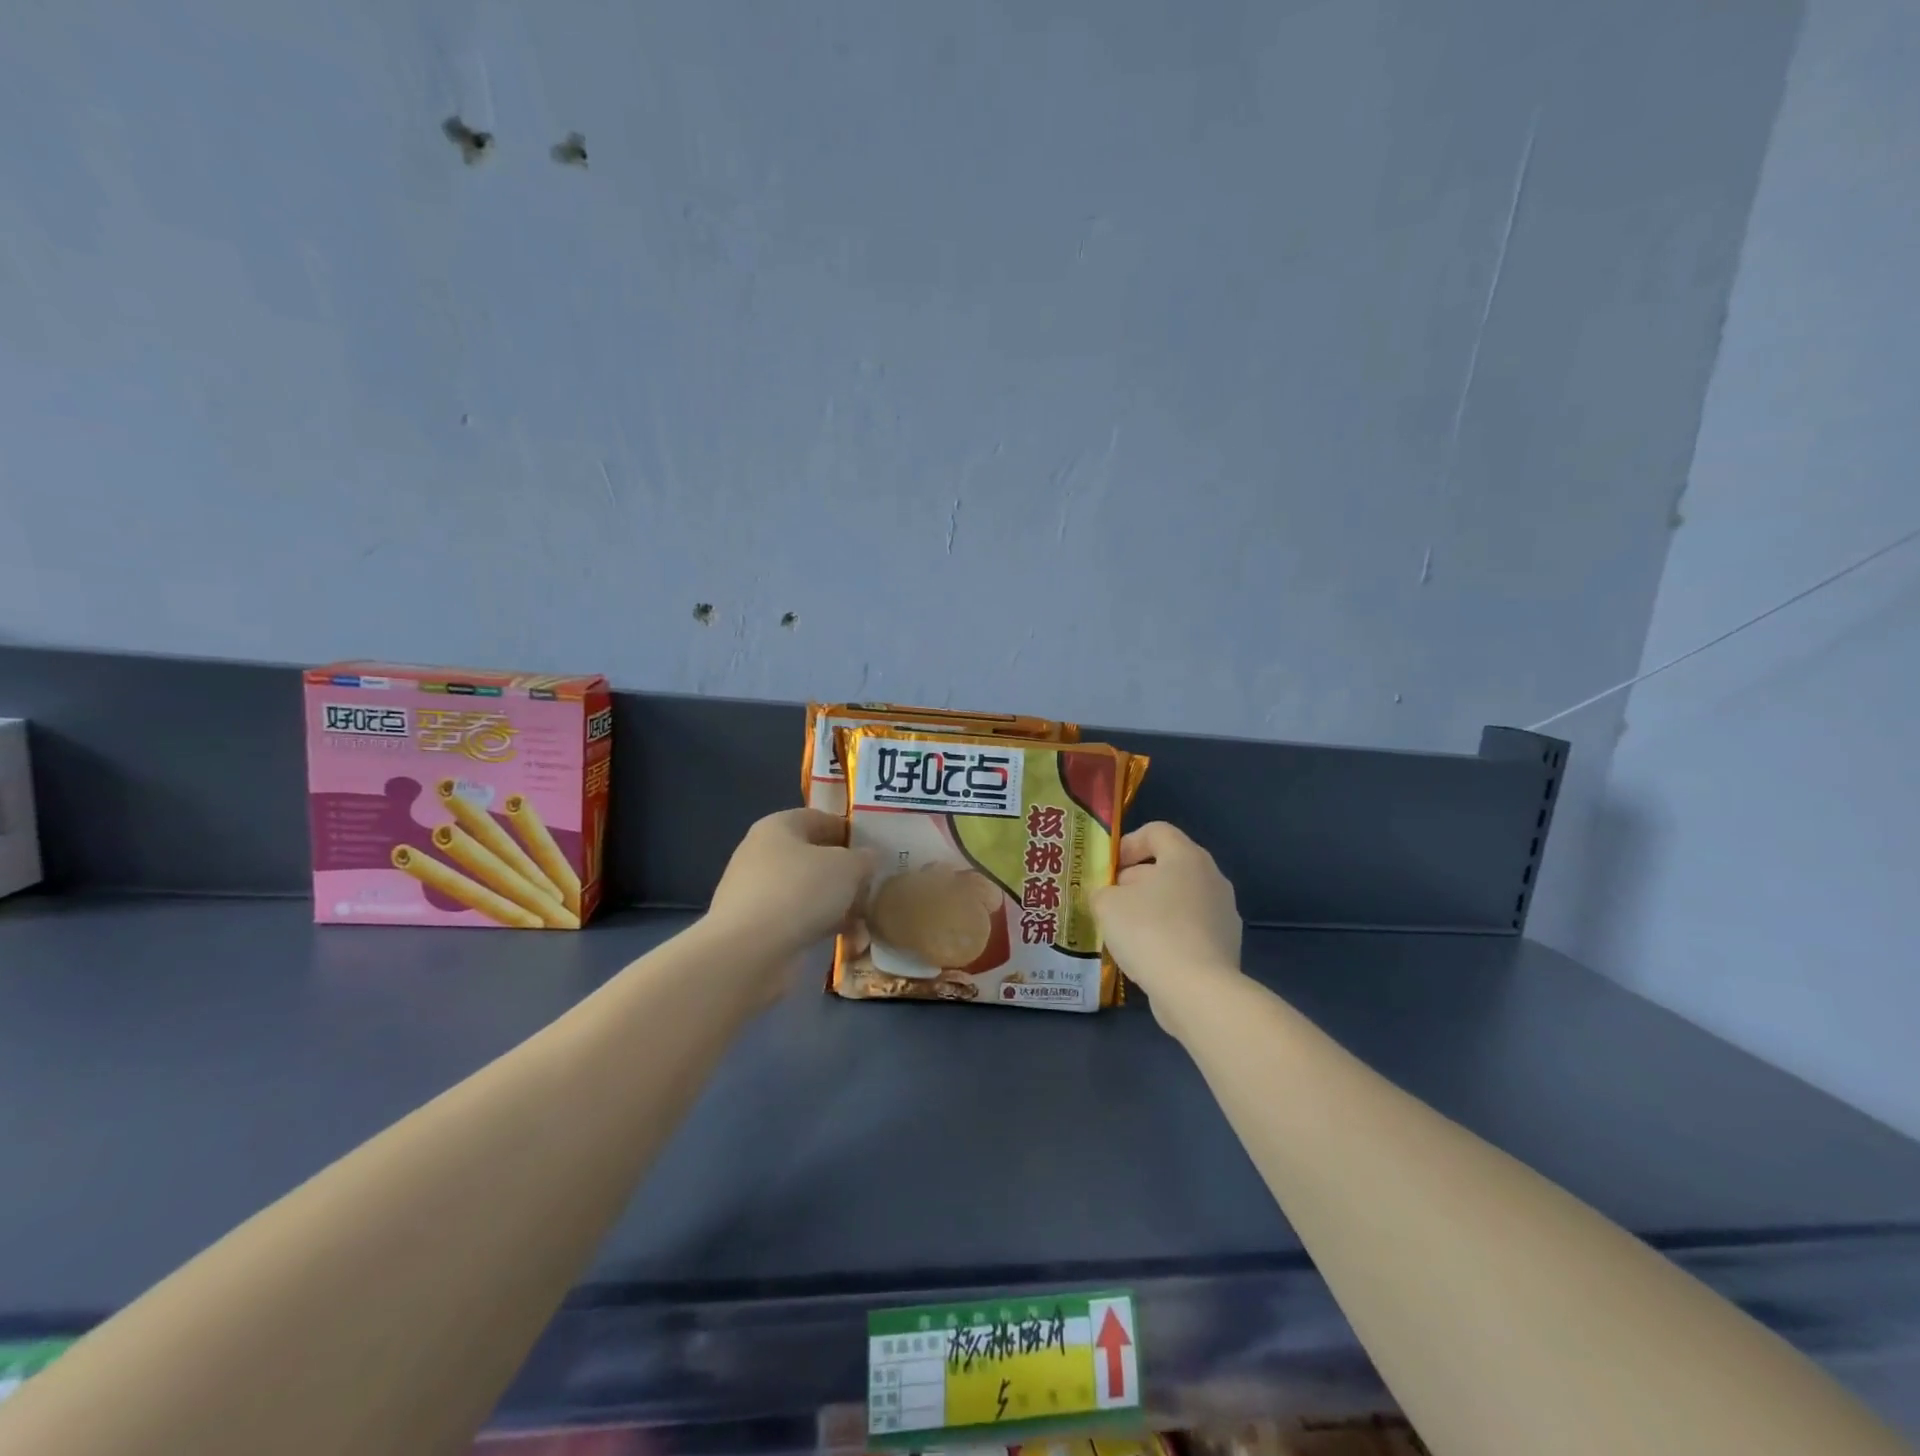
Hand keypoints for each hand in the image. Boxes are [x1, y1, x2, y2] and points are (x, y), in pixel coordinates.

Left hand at [706, 809, 876, 961]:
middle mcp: (761, 854)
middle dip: (845, 873)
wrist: (748, 952)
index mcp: (778, 827)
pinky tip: (847, 941)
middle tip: (873, 886)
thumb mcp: (847, 867)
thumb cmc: (800, 891)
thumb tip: (869, 858)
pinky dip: (820, 926)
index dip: (849, 831)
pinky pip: (797, 920)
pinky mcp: (755, 927)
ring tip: (865, 920)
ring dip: (836, 904)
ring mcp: (755, 892)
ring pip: (807, 891)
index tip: (875, 850)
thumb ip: (864, 858)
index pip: (819, 818)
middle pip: (813, 857)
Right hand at [1090, 822, 1242, 1028]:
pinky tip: (1149, 956)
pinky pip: (1191, 928)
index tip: (1109, 868)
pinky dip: (1169, 934)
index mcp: (1186, 856)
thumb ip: (1103, 892)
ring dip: (1152, 908)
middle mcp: (1212, 877)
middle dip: (1136, 880)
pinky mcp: (1227, 945)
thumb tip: (1111, 897)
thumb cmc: (1149, 932)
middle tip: (1111, 902)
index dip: (1128, 843)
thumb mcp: (1107, 904)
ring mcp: (1224, 913)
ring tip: (1126, 932)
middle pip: (1169, 866)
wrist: (1196, 990)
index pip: (1157, 831)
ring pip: (1180, 899)